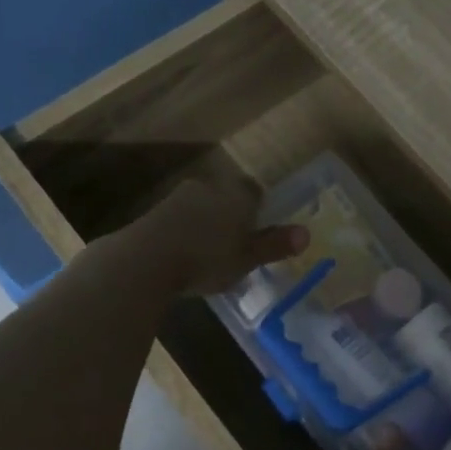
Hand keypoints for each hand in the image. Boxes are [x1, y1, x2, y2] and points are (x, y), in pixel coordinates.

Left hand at [129, 176, 306, 295]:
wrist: (144, 261)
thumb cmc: (206, 259)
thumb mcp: (247, 258)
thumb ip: (274, 245)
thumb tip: (306, 234)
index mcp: (236, 195)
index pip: (255, 191)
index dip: (260, 209)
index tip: (260, 230)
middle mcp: (209, 188)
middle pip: (227, 196)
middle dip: (232, 216)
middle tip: (237, 243)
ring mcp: (177, 198)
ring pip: (202, 207)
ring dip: (207, 224)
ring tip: (210, 253)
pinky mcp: (153, 214)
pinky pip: (179, 220)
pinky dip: (185, 234)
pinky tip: (184, 256)